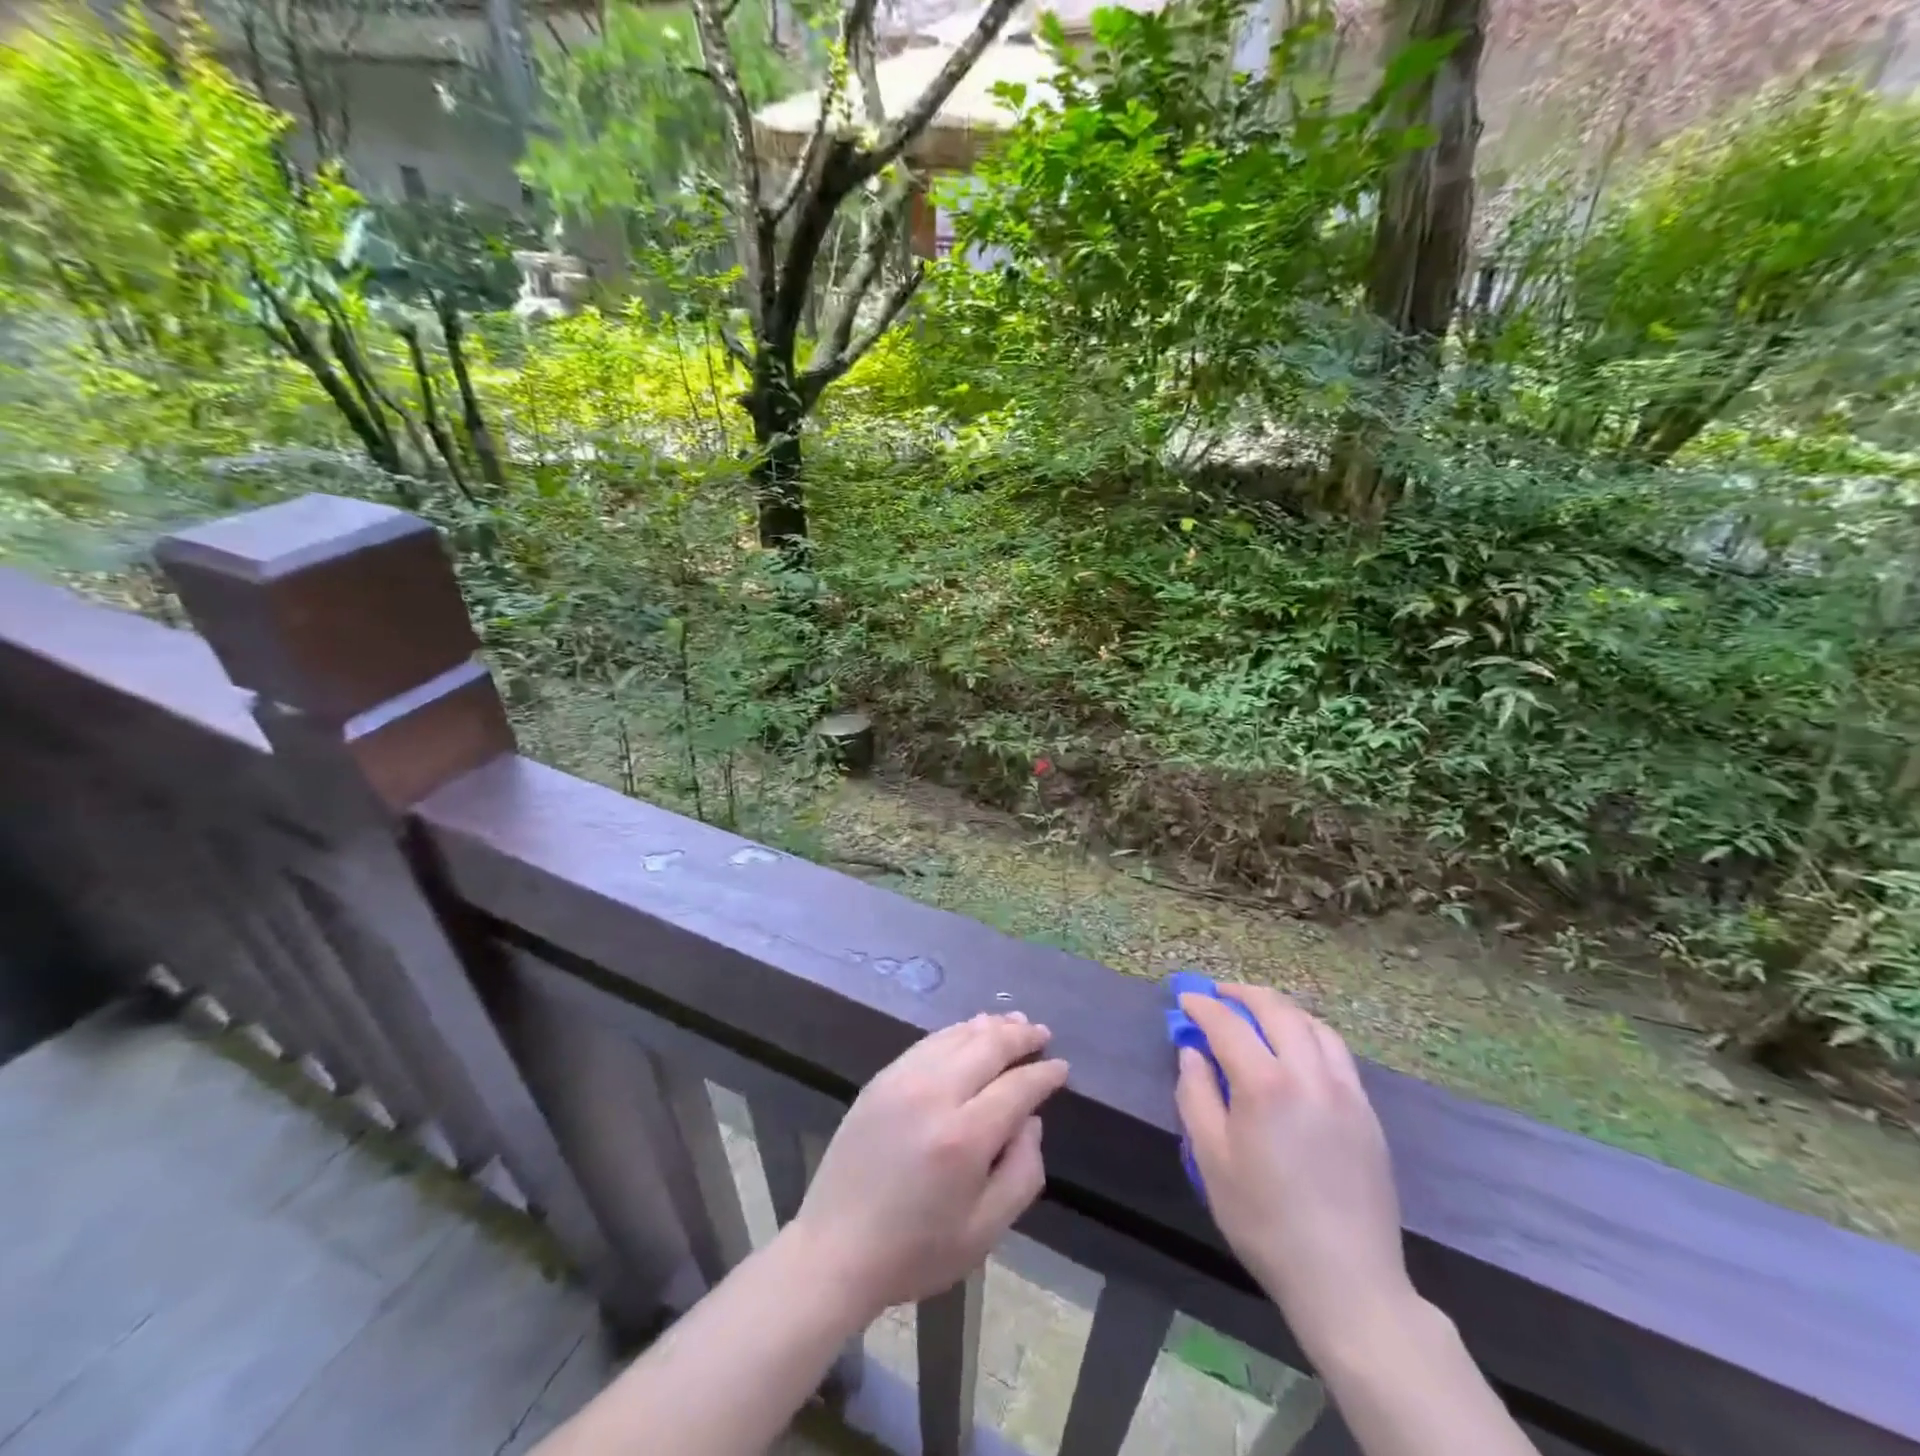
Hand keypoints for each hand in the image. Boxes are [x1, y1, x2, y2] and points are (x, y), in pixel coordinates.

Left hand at [790, 1012, 1070, 1319]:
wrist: (835, 1249)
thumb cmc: (916, 1251)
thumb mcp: (985, 1232)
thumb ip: (1022, 1172)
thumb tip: (1031, 1120)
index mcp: (964, 1137)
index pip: (1017, 1087)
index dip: (1044, 1074)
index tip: (1061, 1067)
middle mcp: (934, 1094)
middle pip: (987, 1046)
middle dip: (1020, 1036)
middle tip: (1042, 1032)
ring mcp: (903, 1080)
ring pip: (957, 1036)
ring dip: (990, 1026)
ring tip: (1014, 1022)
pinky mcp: (881, 1079)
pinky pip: (928, 1042)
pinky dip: (956, 1032)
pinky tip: (969, 1032)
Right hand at [1175, 986, 1411, 1358]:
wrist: (1347, 1281)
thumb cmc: (1264, 1221)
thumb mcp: (1210, 1160)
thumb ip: (1196, 1095)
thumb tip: (1193, 1053)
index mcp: (1266, 1085)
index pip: (1228, 1024)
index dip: (1202, 1007)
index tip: (1184, 1001)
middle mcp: (1310, 1075)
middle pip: (1277, 1010)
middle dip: (1243, 994)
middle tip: (1218, 995)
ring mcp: (1346, 1091)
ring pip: (1314, 1025)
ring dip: (1281, 1009)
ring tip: (1258, 1014)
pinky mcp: (1367, 1112)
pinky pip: (1337, 1052)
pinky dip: (1310, 1033)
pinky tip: (1297, 1049)